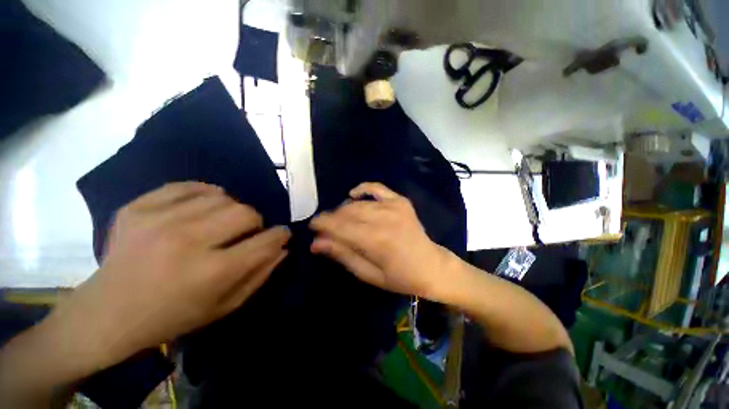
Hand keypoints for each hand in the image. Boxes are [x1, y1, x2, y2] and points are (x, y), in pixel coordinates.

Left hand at [46, 182, 290, 368]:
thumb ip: (260, 274)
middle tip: (247, 232)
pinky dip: (204, 194)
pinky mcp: (138, 208)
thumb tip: (282, 248)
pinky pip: (188, 186)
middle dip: (256, 222)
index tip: (282, 234)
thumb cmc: (172, 317)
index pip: (265, 241)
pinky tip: (202, 207)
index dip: (280, 235)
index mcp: (211, 272)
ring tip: (221, 222)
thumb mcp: (225, 306)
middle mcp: (187, 241)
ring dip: (231, 210)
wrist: (107, 314)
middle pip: (245, 212)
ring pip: (222, 197)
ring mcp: (158, 220)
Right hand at [309, 182, 450, 298]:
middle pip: (347, 212)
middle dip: (331, 218)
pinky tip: (353, 195)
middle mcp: (384, 219)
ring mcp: (394, 206)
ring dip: (343, 209)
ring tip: (340, 219)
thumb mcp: (368, 274)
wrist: (432, 266)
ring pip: (358, 203)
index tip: (312, 225)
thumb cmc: (400, 277)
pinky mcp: (400, 201)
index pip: (339, 226)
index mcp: (376, 241)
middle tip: (326, 227)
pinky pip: (377, 187)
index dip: (322, 223)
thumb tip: (316, 243)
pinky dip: (362, 188)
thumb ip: (342, 255)